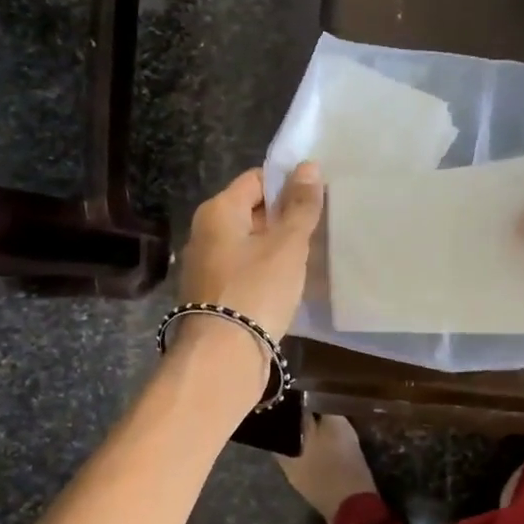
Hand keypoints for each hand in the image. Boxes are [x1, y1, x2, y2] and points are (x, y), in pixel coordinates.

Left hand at [178, 163, 324, 341]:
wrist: (223, 357)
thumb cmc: (256, 290)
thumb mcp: (287, 245)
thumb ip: (300, 206)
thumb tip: (308, 166)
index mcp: (218, 211)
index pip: (256, 180)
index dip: (287, 184)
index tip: (317, 197)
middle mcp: (205, 232)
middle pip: (251, 211)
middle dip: (284, 217)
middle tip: (319, 226)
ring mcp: (206, 266)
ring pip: (249, 243)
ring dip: (276, 246)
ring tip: (309, 254)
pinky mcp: (213, 295)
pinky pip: (244, 269)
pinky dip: (265, 271)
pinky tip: (289, 283)